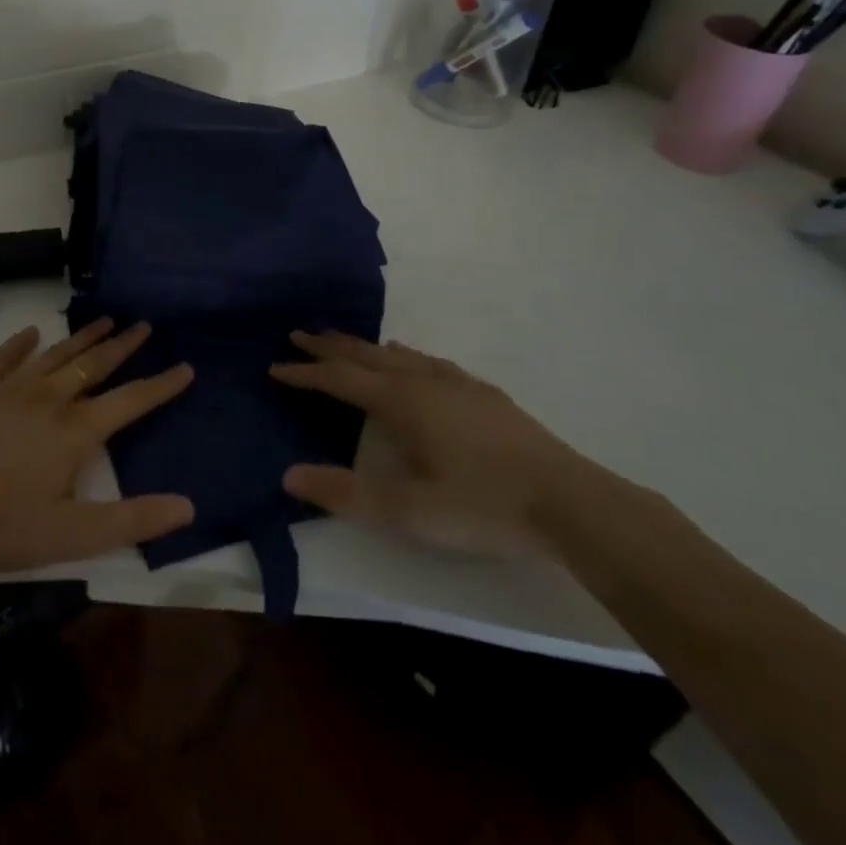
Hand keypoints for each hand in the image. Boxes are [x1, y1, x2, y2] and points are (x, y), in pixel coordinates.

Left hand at [0, 318, 195, 574]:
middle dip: (123, 345)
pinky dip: (20, 344)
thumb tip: (188, 506)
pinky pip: (4, 357)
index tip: (185, 366)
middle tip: (144, 325)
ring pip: (56, 355)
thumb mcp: (72, 536)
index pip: (130, 401)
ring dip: (83, 338)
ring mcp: (10, 389)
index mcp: (76, 431)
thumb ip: (132, 521)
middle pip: (95, 365)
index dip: (161, 385)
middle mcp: (49, 399)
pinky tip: (32, 332)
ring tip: (105, 320)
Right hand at [269, 331, 602, 556]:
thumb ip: (347, 494)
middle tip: (299, 334)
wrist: (570, 501)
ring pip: (399, 355)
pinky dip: (406, 356)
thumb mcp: (408, 511)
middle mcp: (424, 382)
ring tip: (346, 343)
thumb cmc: (482, 506)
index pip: (340, 380)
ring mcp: (457, 384)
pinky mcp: (484, 394)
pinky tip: (414, 362)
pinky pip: (430, 362)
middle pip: (366, 356)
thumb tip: (288, 476)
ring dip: (365, 347)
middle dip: (330, 347)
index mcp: (401, 403)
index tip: (275, 366)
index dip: (306, 374)